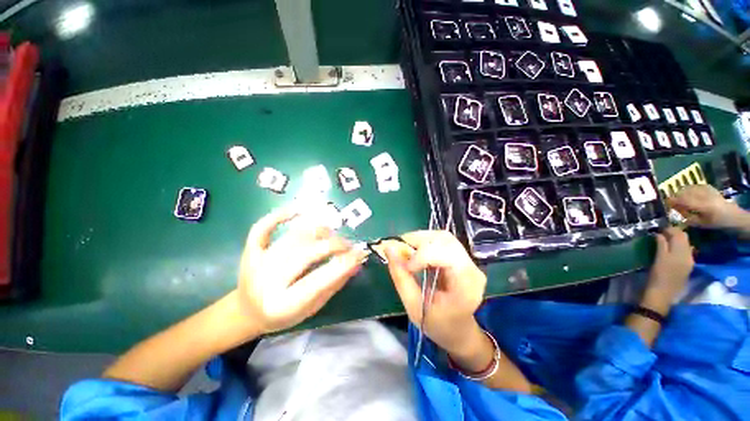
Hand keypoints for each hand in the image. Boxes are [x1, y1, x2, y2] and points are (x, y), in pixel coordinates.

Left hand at [237, 208, 365, 333]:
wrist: (247, 313)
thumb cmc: (284, 315)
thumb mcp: (312, 308)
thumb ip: (334, 284)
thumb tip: (356, 262)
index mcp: (284, 305)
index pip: (320, 280)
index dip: (343, 264)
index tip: (360, 253)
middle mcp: (267, 282)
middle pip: (306, 253)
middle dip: (333, 245)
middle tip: (348, 244)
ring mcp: (256, 264)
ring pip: (293, 238)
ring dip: (318, 231)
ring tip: (331, 234)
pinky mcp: (250, 251)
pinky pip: (262, 228)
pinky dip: (279, 215)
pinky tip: (297, 210)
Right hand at [384, 231, 486, 354]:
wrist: (460, 332)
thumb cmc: (439, 325)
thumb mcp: (414, 308)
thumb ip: (401, 278)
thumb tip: (389, 249)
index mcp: (466, 286)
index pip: (446, 255)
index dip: (422, 256)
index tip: (405, 267)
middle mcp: (472, 268)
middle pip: (445, 239)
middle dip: (418, 241)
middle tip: (400, 250)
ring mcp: (468, 261)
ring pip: (442, 237)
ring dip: (420, 240)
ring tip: (406, 250)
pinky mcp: (461, 257)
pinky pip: (441, 241)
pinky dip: (424, 243)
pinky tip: (415, 253)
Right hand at [642, 227, 694, 313]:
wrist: (662, 296)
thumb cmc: (656, 277)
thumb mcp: (657, 259)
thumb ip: (661, 245)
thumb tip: (659, 233)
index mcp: (681, 252)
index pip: (679, 234)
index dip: (670, 229)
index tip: (659, 228)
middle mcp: (688, 255)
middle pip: (684, 238)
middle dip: (674, 233)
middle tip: (661, 233)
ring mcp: (689, 262)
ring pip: (685, 245)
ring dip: (676, 241)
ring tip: (665, 240)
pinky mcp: (687, 267)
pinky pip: (685, 252)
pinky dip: (678, 248)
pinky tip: (671, 251)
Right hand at [668, 185, 745, 228]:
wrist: (732, 215)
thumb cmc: (715, 222)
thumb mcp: (700, 224)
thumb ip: (687, 217)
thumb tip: (674, 211)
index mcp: (701, 205)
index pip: (682, 200)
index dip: (672, 201)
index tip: (665, 203)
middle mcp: (703, 195)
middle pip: (684, 192)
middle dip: (676, 196)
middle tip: (672, 201)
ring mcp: (707, 189)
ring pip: (688, 187)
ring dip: (682, 192)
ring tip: (680, 197)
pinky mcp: (709, 187)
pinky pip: (695, 185)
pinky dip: (689, 189)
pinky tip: (689, 193)